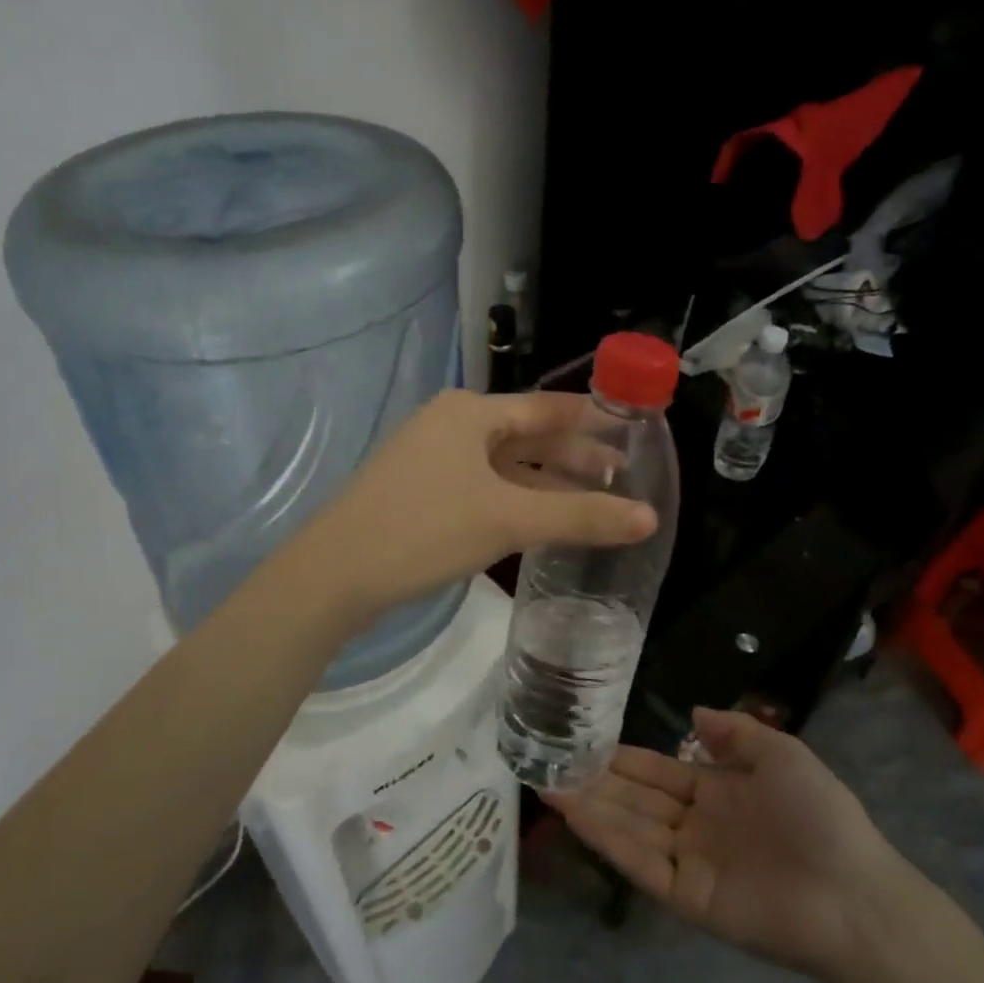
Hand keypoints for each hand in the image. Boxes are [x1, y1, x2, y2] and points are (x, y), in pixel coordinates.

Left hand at [298, 389, 656, 626]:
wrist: (334, 573)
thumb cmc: (426, 529)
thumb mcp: (509, 520)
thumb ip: (580, 516)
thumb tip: (649, 518)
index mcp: (470, 412)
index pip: (548, 408)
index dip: (592, 422)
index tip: (633, 434)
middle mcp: (450, 424)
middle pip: (526, 435)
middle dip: (573, 455)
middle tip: (622, 475)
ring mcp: (430, 457)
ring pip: (503, 464)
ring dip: (545, 480)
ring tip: (591, 498)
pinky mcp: (418, 490)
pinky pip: (481, 485)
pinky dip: (514, 498)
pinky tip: (537, 518)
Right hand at [546, 707, 905, 982]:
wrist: (854, 896)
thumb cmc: (820, 816)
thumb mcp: (782, 755)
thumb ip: (735, 732)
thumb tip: (693, 711)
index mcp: (717, 792)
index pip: (658, 772)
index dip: (623, 758)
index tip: (585, 740)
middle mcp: (696, 826)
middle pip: (635, 799)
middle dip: (595, 780)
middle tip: (549, 759)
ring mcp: (688, 862)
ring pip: (629, 827)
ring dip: (589, 806)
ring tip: (547, 782)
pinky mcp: (685, 897)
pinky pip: (639, 862)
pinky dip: (606, 839)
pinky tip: (576, 814)